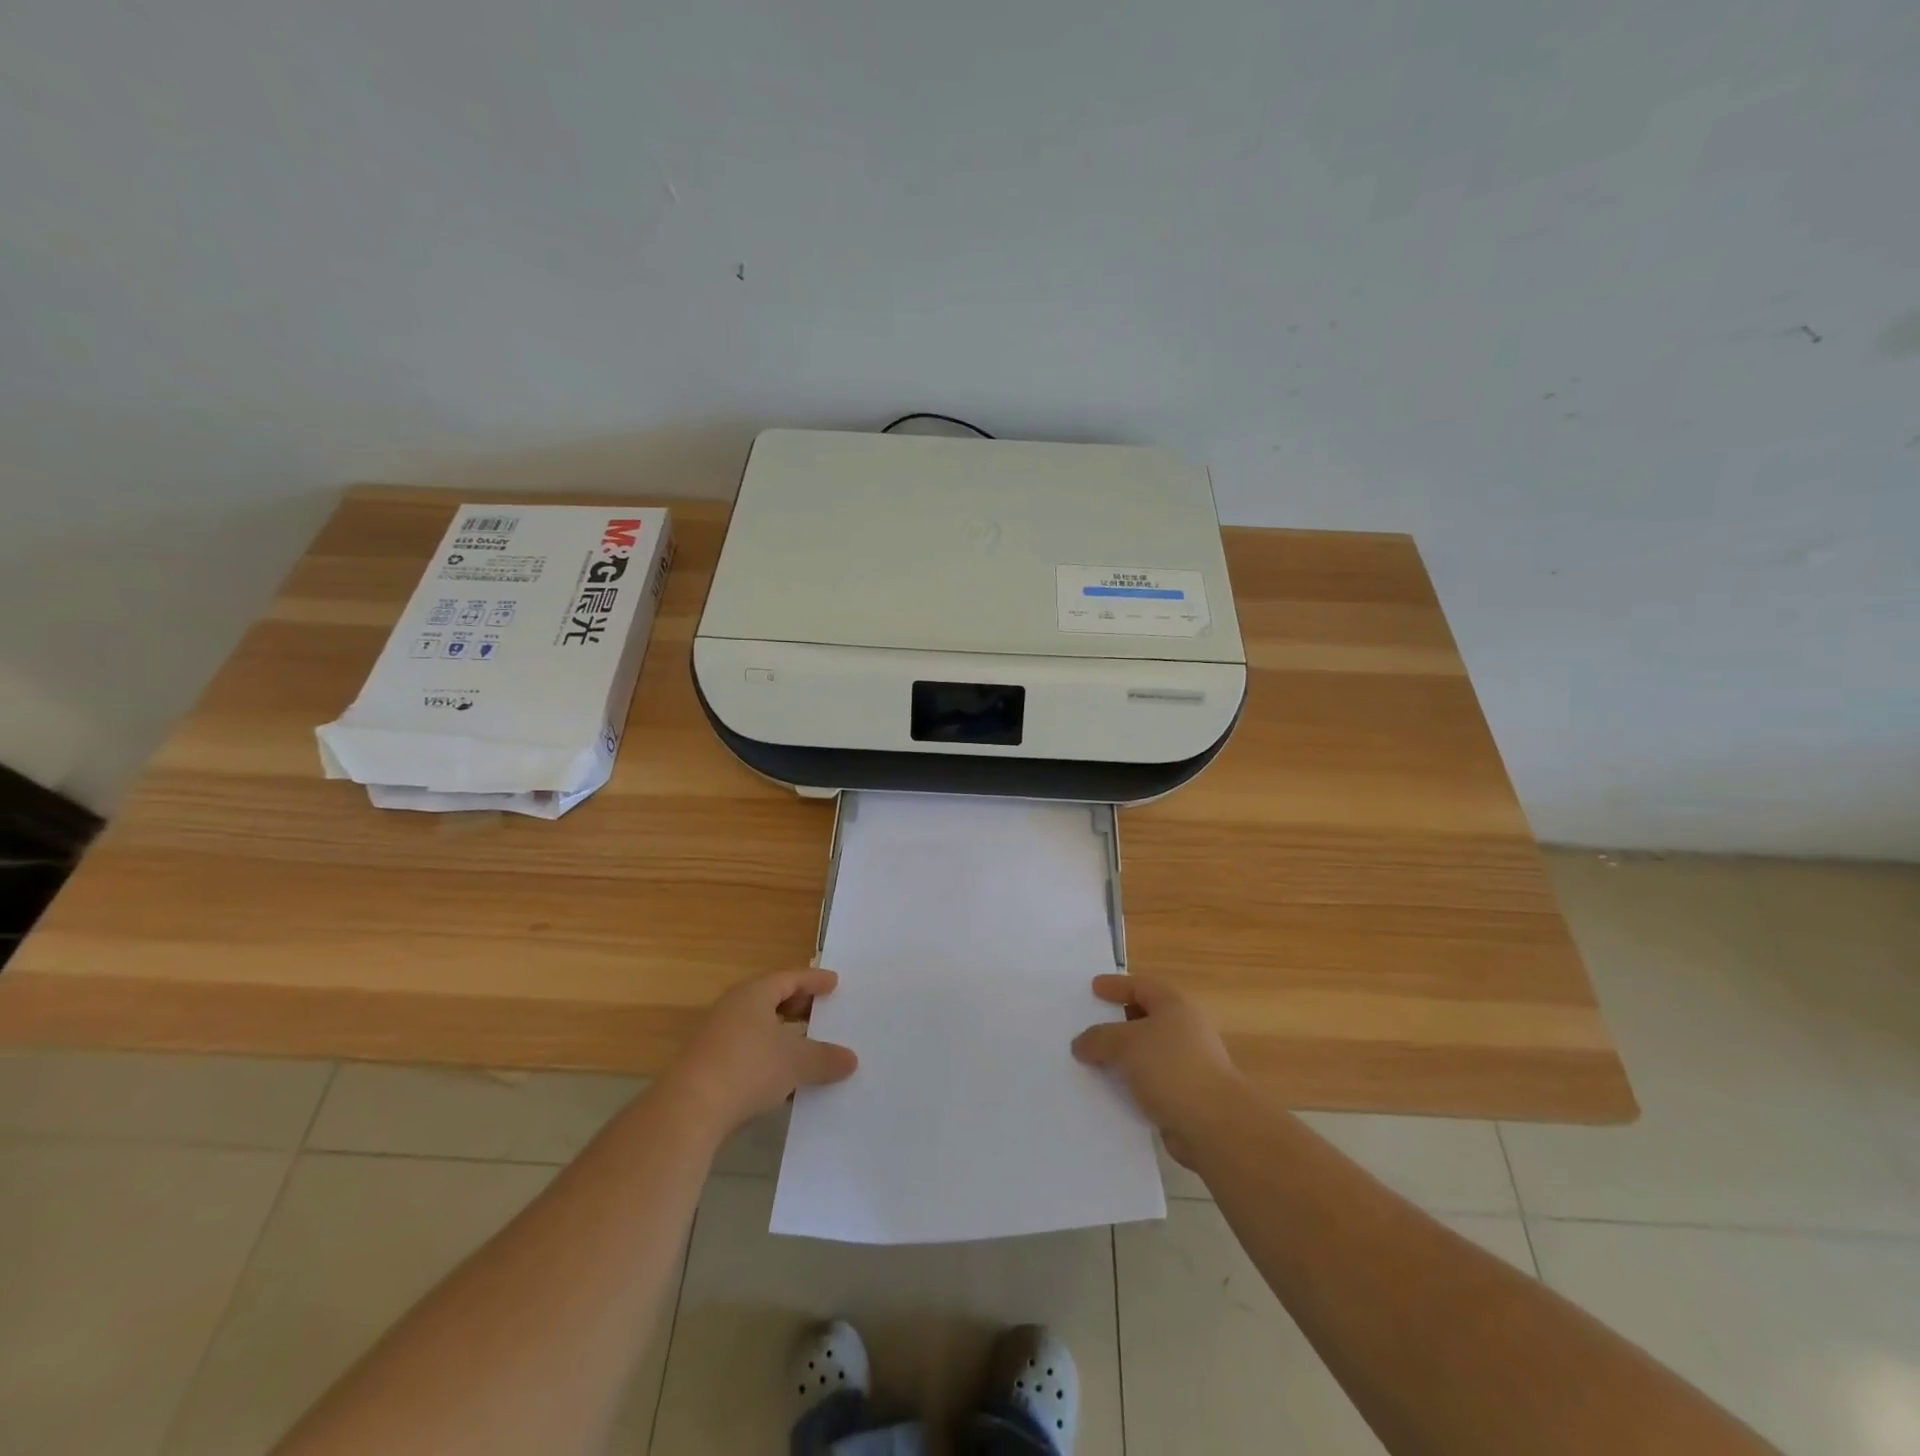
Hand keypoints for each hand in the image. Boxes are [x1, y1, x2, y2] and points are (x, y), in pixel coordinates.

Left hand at [663, 969, 857, 1140]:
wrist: (689, 1110)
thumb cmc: (748, 1068)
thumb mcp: (796, 1062)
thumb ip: (825, 1058)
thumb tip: (851, 1059)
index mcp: (754, 994)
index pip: (789, 978)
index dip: (814, 981)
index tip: (834, 983)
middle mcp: (733, 1009)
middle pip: (771, 1000)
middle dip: (798, 1007)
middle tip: (822, 1012)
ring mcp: (718, 1038)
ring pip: (759, 1029)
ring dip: (784, 1037)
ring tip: (809, 1048)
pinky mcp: (710, 1067)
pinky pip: (749, 1054)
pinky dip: (770, 1060)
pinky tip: (786, 1081)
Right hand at [1072, 974, 1242, 1164]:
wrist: (1214, 1125)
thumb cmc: (1170, 1068)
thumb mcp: (1124, 1044)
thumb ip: (1098, 1038)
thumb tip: (1080, 1043)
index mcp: (1174, 1006)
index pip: (1140, 986)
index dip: (1115, 986)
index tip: (1092, 989)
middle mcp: (1184, 1029)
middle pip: (1145, 1018)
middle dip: (1116, 1022)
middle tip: (1088, 1025)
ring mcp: (1188, 1064)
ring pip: (1146, 1052)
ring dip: (1122, 1057)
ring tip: (1091, 1061)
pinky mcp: (1185, 1095)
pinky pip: (1150, 1081)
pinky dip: (1131, 1083)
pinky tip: (1109, 1091)